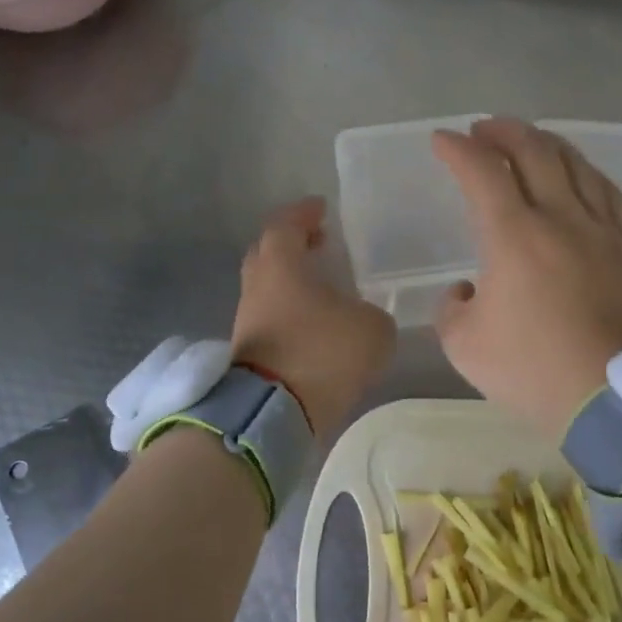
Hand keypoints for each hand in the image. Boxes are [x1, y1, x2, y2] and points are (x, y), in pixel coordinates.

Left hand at [231, 197, 396, 434]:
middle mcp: (258, 286)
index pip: (286, 224)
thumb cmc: (322, 353)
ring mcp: (248, 320)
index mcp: (281, 265)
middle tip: (319, 242)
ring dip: (291, 280)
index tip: (321, 208)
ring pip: (267, 287)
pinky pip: (270, 316)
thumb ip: (373, 315)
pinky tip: (314, 322)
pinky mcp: (247, 352)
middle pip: (268, 252)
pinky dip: (290, 310)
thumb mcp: (372, 329)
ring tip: (322, 286)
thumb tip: (364, 319)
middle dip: (293, 244)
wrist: (274, 412)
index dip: (304, 213)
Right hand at [432, 118, 621, 437]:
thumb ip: (452, 309)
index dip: (458, 150)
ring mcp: (601, 229)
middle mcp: (560, 217)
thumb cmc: (533, 370)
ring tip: (528, 140)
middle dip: (503, 132)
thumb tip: (467, 290)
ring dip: (545, 143)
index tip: (441, 140)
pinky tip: (579, 172)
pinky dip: (587, 172)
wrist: (614, 398)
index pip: (482, 173)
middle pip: (533, 152)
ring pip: (575, 164)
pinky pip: (609, 193)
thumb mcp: (464, 347)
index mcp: (514, 236)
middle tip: (483, 130)